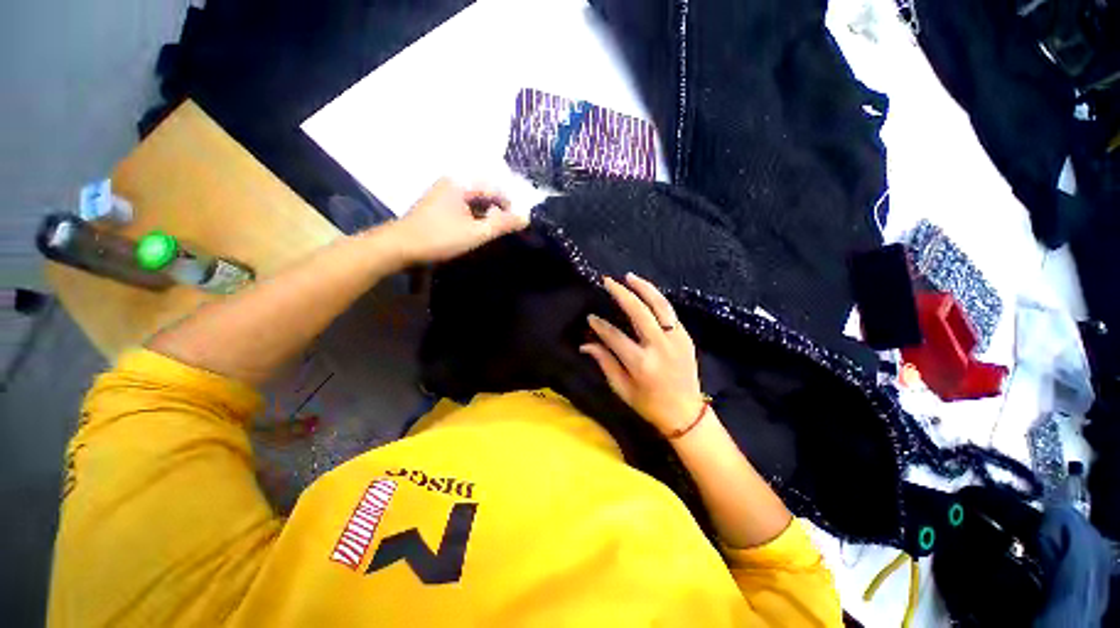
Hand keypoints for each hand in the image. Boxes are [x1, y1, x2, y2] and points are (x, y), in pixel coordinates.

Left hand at [392, 178, 527, 263]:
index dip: (509, 206)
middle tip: (504, 229)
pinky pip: (464, 206)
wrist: (400, 247)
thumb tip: (525, 218)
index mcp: (461, 183)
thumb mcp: (475, 233)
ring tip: (491, 232)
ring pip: (474, 200)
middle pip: (485, 193)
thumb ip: (501, 224)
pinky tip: (475, 230)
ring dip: (486, 215)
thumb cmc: (439, 238)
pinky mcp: (438, 204)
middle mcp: (452, 182)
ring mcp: (443, 193)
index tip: (516, 224)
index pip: (495, 189)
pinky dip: (474, 216)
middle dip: (497, 210)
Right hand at [580, 273, 704, 435]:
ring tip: (629, 276)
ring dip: (644, 288)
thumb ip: (605, 363)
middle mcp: (659, 347)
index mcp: (641, 363)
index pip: (614, 336)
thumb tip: (585, 344)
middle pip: (639, 312)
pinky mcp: (686, 337)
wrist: (686, 413)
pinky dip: (657, 299)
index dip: (600, 326)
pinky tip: (647, 292)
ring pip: (659, 305)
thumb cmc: (650, 404)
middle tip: (608, 281)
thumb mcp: (622, 389)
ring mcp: (676, 339)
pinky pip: (670, 312)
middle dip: (621, 293)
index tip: (590, 317)